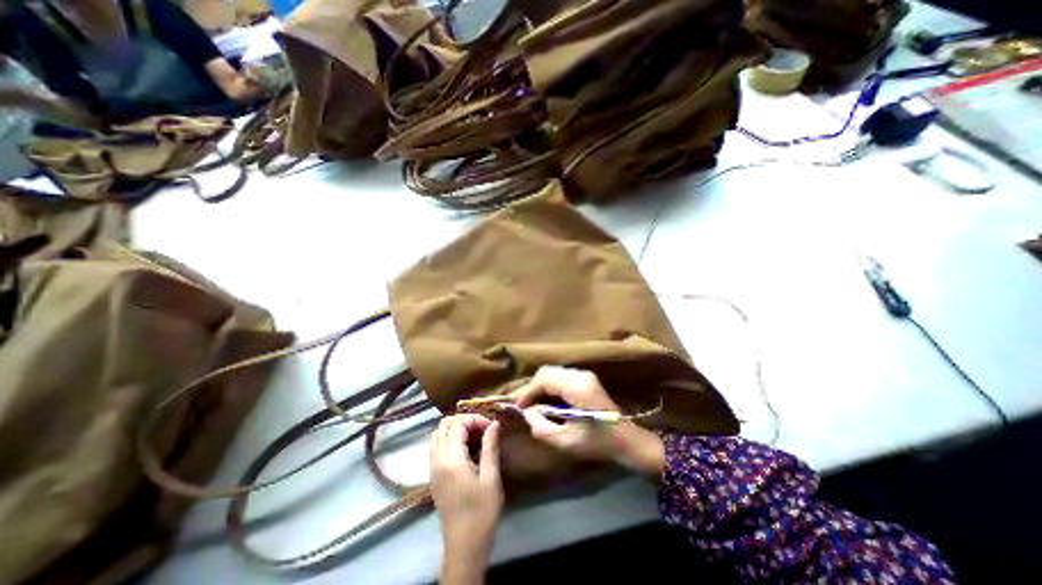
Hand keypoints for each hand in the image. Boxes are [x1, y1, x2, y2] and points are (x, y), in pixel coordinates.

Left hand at [427, 416, 501, 556]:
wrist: (464, 545)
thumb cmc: (481, 511)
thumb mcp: (491, 478)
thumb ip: (490, 447)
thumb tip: (494, 423)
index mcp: (451, 459)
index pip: (458, 424)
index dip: (475, 419)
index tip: (491, 427)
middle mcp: (437, 460)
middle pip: (444, 425)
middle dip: (464, 420)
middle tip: (483, 428)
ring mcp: (432, 468)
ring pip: (437, 434)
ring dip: (455, 428)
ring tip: (474, 435)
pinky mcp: (432, 475)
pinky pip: (435, 446)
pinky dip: (448, 438)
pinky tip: (463, 447)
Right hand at [514, 368, 666, 477]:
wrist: (627, 440)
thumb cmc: (598, 443)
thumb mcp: (566, 441)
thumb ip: (541, 427)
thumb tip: (526, 413)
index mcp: (577, 387)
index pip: (544, 379)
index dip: (527, 391)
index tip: (517, 407)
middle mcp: (580, 375)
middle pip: (547, 371)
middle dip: (531, 387)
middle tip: (521, 405)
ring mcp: (584, 375)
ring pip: (552, 372)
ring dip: (539, 386)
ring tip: (530, 403)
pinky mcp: (585, 379)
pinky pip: (560, 376)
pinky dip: (548, 386)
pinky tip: (544, 400)